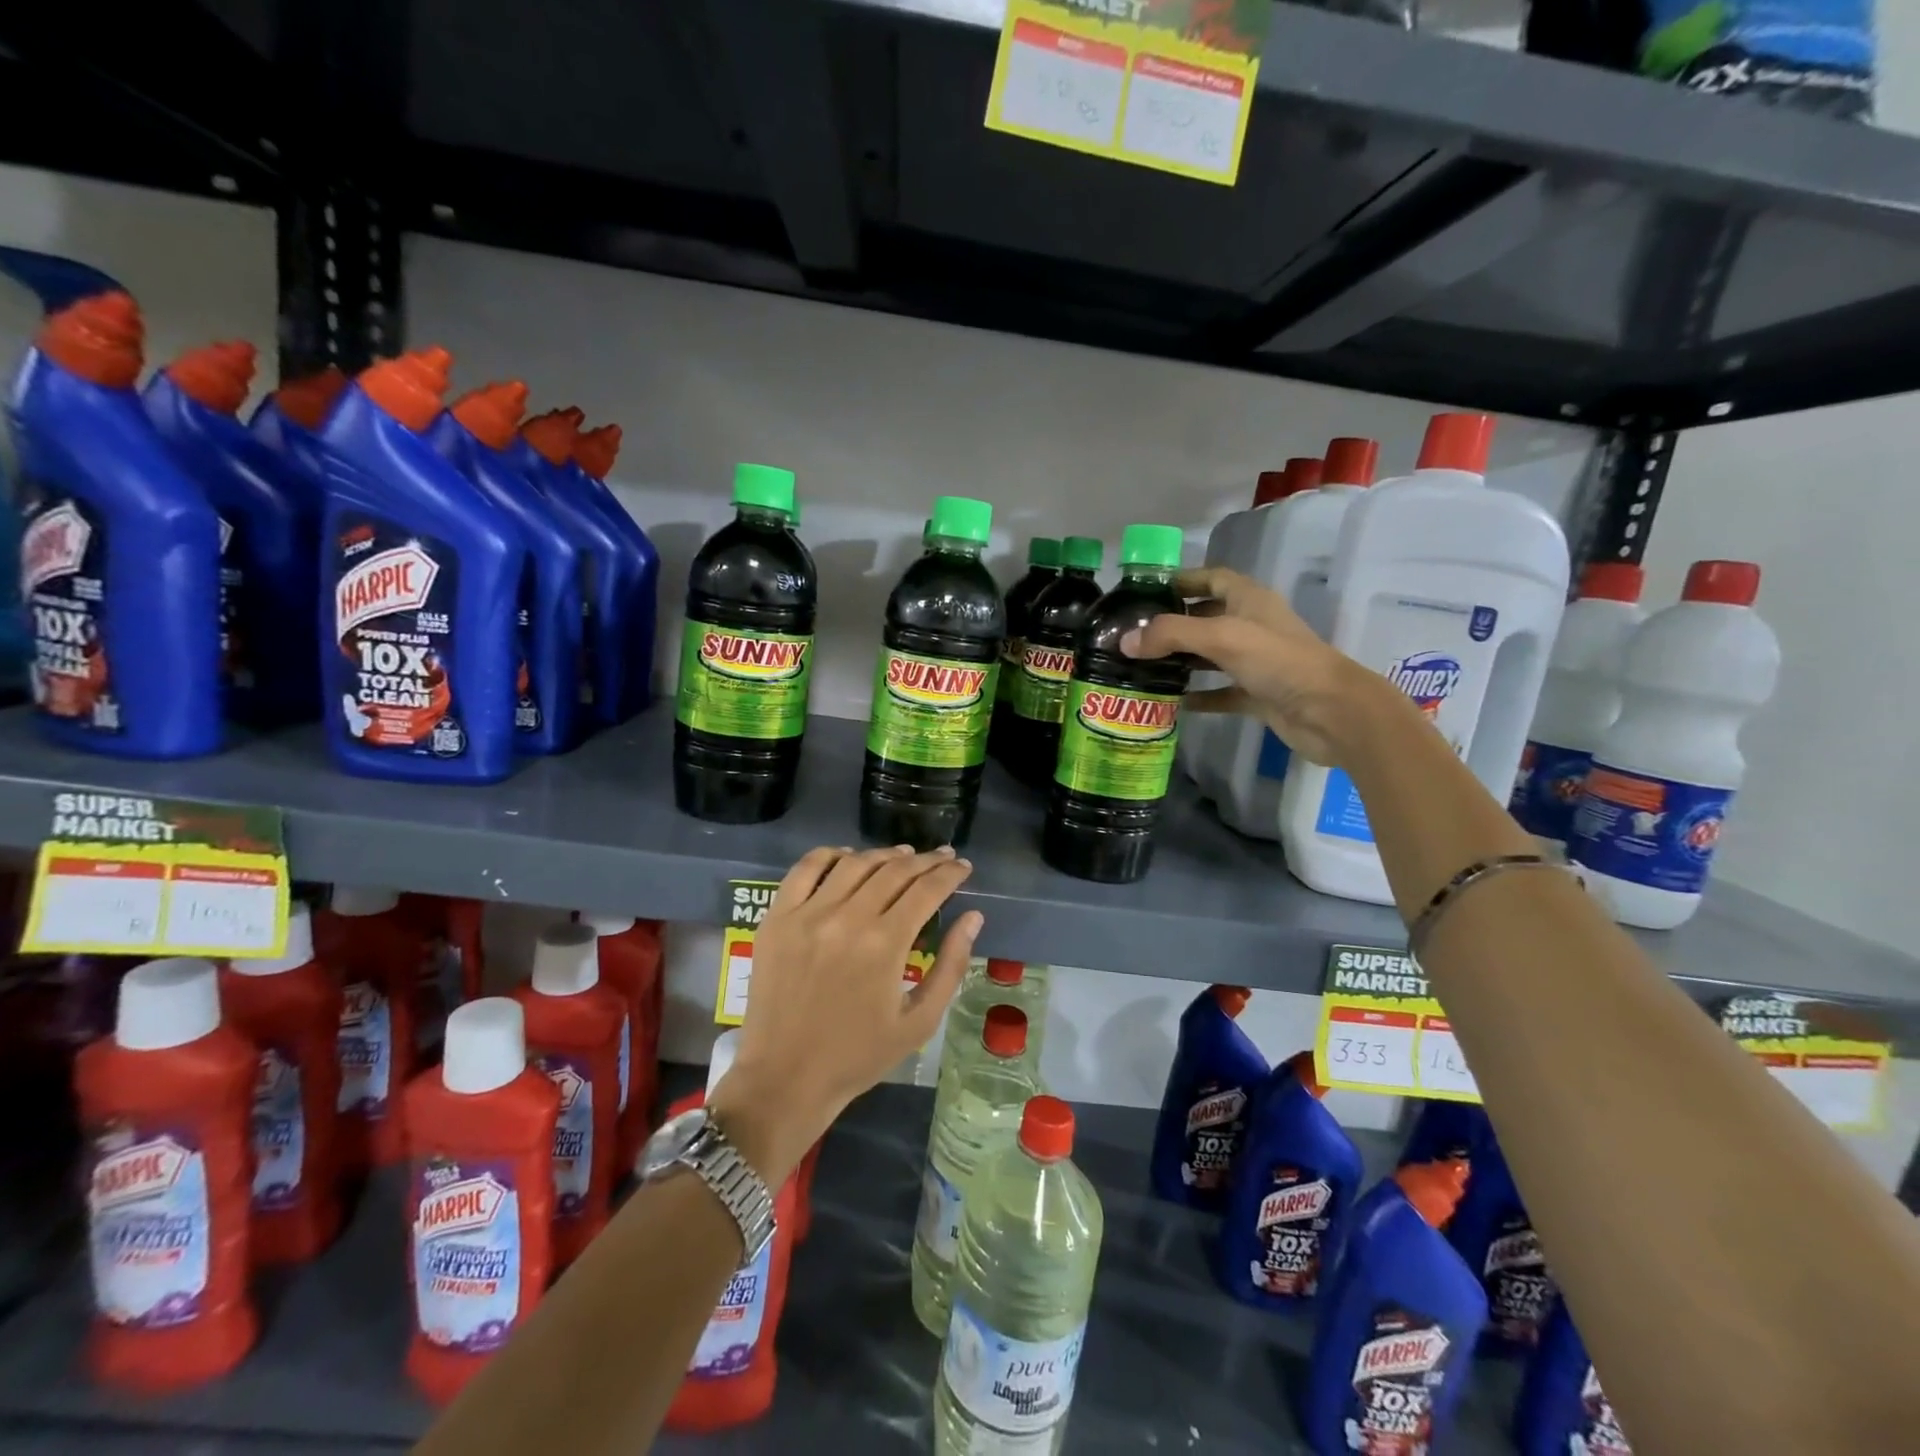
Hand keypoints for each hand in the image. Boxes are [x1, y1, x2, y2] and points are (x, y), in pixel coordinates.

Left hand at [707, 845, 981, 1183]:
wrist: (785, 1078)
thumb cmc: (858, 1056)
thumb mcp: (919, 1022)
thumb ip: (950, 965)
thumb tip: (973, 917)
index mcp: (884, 944)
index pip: (926, 889)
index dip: (950, 874)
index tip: (963, 867)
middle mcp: (847, 918)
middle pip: (894, 870)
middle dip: (925, 860)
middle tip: (942, 858)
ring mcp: (807, 914)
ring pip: (854, 863)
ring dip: (884, 855)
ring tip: (903, 856)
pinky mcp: (777, 918)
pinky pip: (805, 870)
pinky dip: (830, 855)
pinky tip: (847, 856)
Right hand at [1121, 567, 1412, 768]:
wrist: (1329, 712)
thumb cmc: (1278, 661)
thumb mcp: (1220, 637)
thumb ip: (1170, 634)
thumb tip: (1124, 641)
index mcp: (1249, 600)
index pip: (1211, 578)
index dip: (1181, 580)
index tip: (1145, 592)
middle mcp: (1252, 626)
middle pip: (1205, 617)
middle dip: (1172, 624)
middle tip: (1133, 636)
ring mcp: (1256, 662)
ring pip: (1210, 656)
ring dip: (1181, 660)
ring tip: (1142, 667)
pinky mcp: (1257, 695)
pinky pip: (1220, 692)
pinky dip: (1198, 696)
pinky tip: (1171, 703)